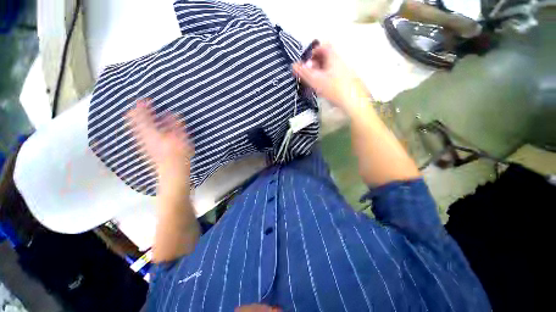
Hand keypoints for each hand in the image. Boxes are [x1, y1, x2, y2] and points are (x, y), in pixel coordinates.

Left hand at [126, 99, 193, 188]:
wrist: (172, 172)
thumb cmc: (177, 154)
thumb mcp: (180, 138)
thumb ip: (176, 125)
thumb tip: (173, 113)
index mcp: (150, 132)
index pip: (141, 116)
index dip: (142, 106)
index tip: (146, 100)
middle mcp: (142, 137)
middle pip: (133, 122)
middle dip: (136, 113)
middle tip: (140, 106)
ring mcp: (142, 144)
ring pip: (135, 129)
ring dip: (138, 121)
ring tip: (141, 115)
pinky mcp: (146, 150)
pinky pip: (139, 136)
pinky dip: (141, 130)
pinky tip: (148, 130)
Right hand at [292, 43, 369, 113]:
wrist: (353, 101)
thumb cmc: (334, 88)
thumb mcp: (316, 80)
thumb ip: (304, 72)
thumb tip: (293, 65)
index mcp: (333, 58)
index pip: (324, 46)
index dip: (314, 51)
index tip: (306, 61)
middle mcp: (340, 62)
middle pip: (327, 57)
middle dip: (315, 63)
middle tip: (308, 73)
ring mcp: (345, 71)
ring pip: (330, 67)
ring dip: (320, 71)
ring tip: (313, 81)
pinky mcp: (346, 81)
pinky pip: (333, 75)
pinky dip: (326, 78)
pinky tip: (323, 88)